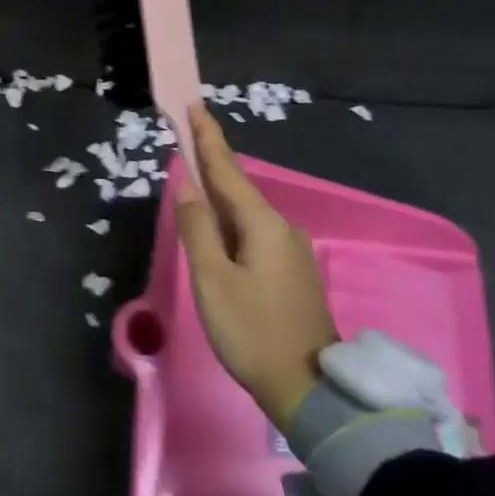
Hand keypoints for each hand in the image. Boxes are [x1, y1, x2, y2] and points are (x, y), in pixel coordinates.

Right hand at [175, 104, 338, 430]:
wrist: (308, 389)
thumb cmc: (252, 331)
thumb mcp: (213, 280)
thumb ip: (198, 228)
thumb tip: (188, 186)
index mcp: (262, 224)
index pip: (228, 169)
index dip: (209, 138)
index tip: (195, 106)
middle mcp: (281, 227)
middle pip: (238, 188)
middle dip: (211, 164)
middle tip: (186, 140)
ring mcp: (291, 250)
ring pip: (246, 214)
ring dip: (219, 197)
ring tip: (194, 185)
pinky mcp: (291, 272)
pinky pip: (254, 234)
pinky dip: (231, 223)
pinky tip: (218, 231)